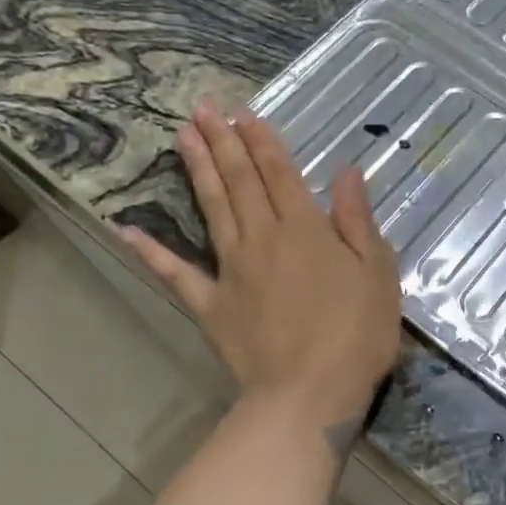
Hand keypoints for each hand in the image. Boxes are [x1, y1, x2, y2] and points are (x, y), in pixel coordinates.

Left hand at [120, 104, 400, 426]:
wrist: (309, 395)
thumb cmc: (355, 334)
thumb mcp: (376, 272)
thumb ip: (357, 220)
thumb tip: (347, 173)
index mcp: (305, 228)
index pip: (280, 173)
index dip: (262, 140)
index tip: (243, 112)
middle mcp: (263, 238)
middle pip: (240, 182)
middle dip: (223, 142)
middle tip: (202, 109)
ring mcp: (231, 270)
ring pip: (211, 210)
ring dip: (198, 171)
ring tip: (182, 138)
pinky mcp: (210, 305)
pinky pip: (177, 274)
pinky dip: (151, 252)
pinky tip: (128, 230)